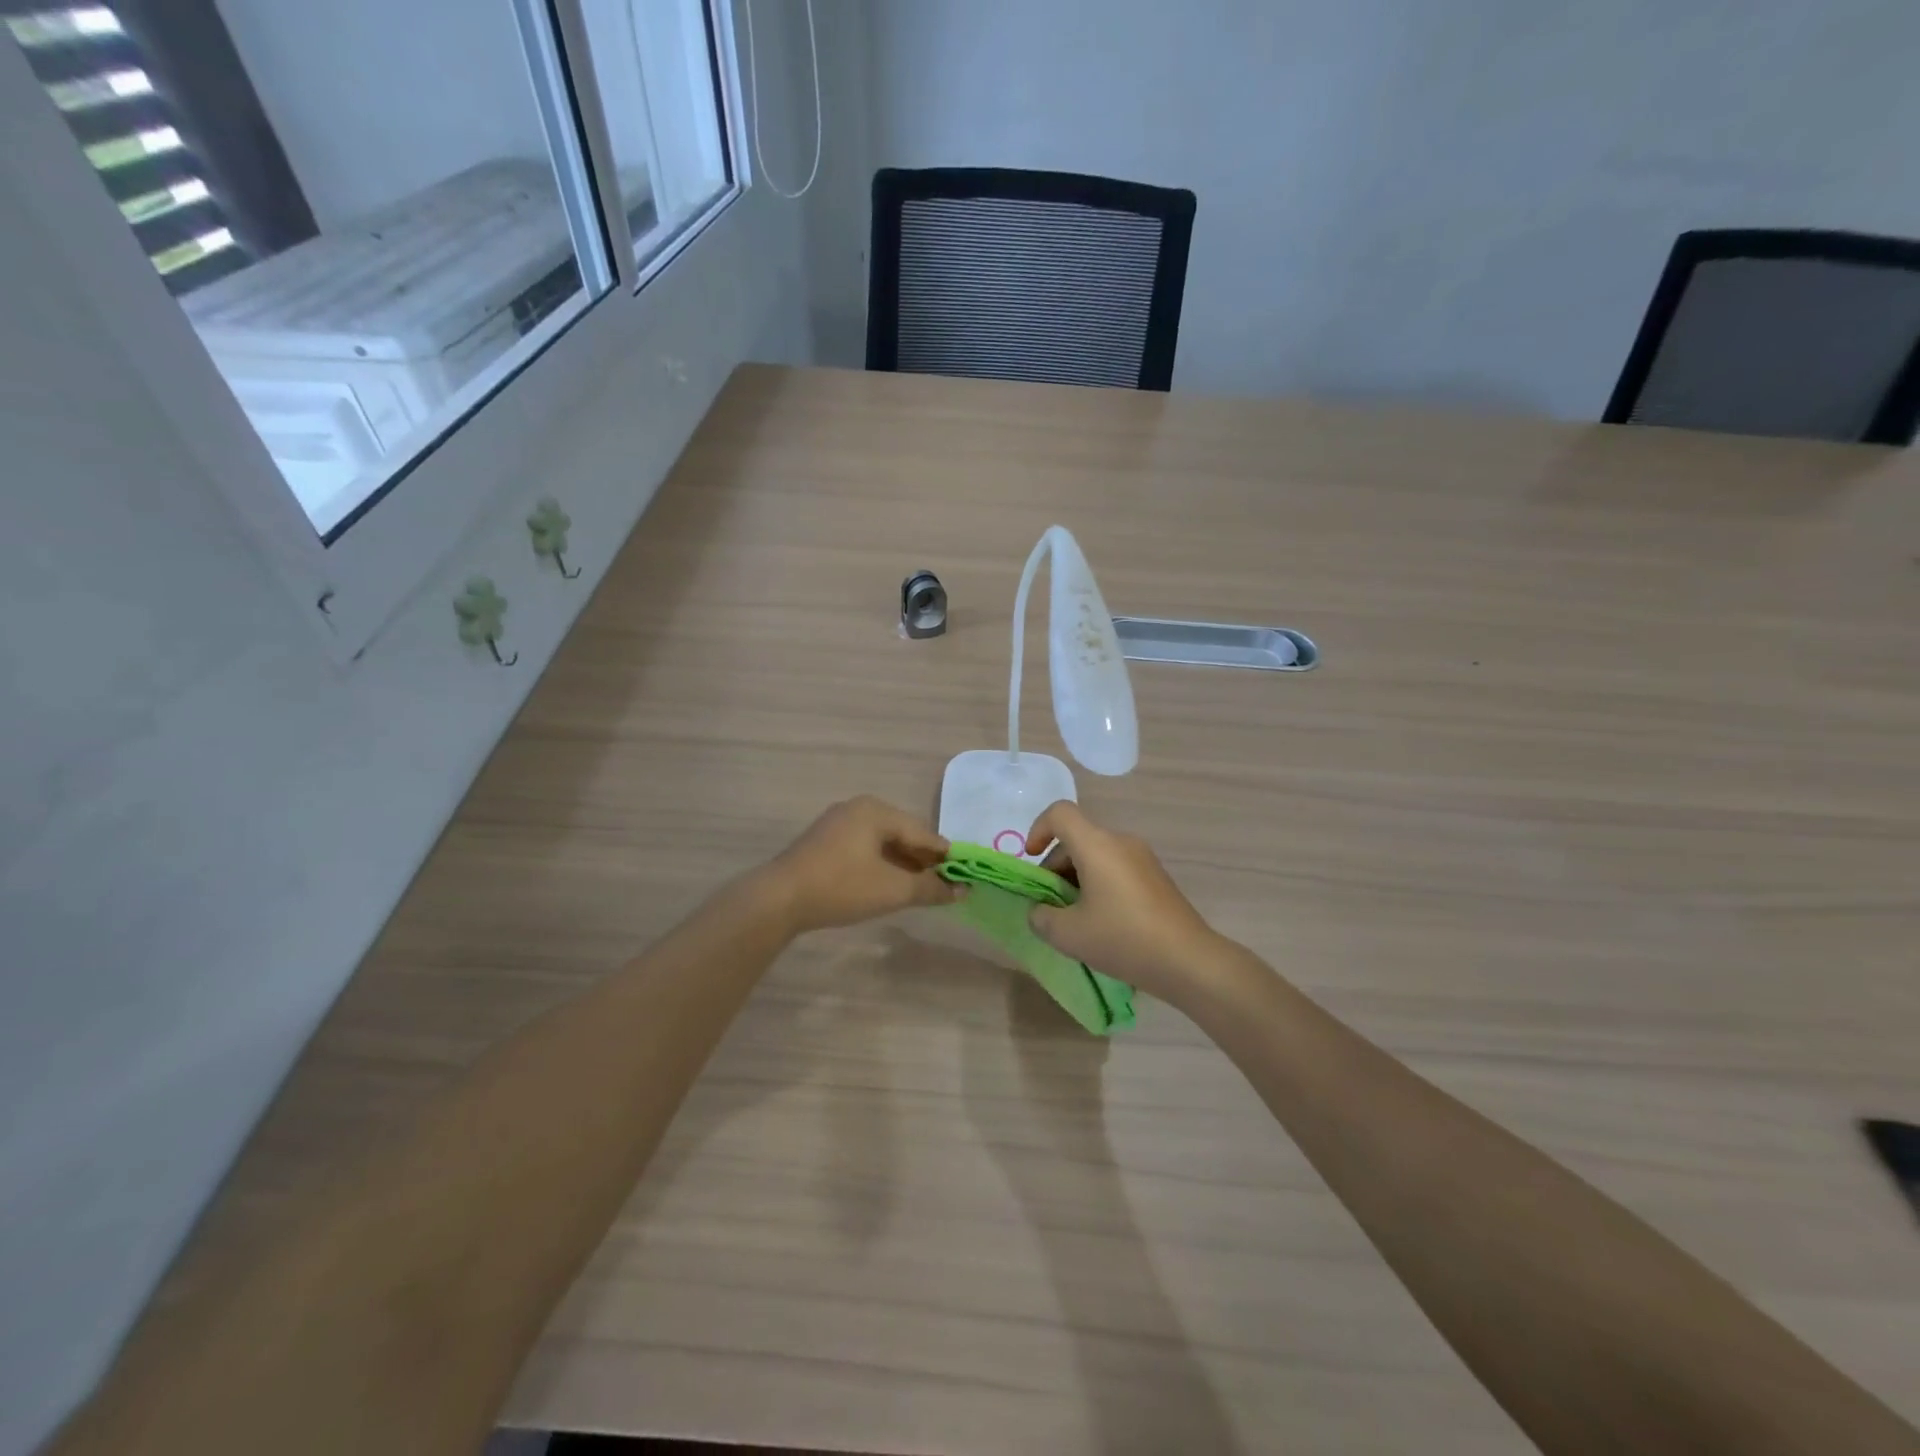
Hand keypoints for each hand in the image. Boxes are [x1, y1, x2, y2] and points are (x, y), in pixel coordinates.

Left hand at [764, 797, 960, 933]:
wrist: (779, 899)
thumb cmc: (842, 887)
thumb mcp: (893, 890)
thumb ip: (930, 888)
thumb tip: (962, 891)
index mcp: (876, 810)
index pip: (922, 832)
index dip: (944, 856)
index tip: (963, 876)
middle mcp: (857, 808)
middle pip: (902, 833)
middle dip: (922, 860)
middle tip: (941, 885)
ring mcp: (836, 823)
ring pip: (881, 842)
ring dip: (901, 864)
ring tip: (917, 888)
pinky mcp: (822, 842)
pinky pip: (862, 848)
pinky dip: (879, 864)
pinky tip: (885, 884)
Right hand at [1024, 802, 1222, 1003]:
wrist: (1189, 960)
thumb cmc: (1123, 939)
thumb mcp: (1068, 935)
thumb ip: (1041, 917)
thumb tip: (1040, 910)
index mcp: (1097, 845)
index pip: (1059, 813)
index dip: (1037, 830)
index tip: (1031, 862)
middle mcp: (1120, 842)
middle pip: (1077, 838)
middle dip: (1054, 867)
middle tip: (1049, 906)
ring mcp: (1142, 858)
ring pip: (1096, 855)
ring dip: (1076, 879)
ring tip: (1074, 920)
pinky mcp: (1156, 877)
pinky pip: (1115, 868)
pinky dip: (1098, 885)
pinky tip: (1102, 923)